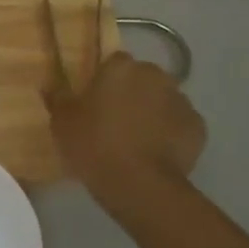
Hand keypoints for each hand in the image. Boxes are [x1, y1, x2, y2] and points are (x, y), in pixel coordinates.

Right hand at [46, 51, 206, 197]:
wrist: (140, 184)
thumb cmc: (94, 146)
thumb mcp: (62, 122)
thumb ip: (57, 97)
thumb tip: (49, 82)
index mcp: (121, 67)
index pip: (113, 63)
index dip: (104, 81)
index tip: (95, 102)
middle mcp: (155, 75)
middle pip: (141, 79)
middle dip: (131, 94)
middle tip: (114, 122)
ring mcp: (181, 100)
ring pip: (162, 100)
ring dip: (152, 112)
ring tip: (136, 141)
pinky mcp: (198, 126)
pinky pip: (179, 124)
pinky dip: (170, 133)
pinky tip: (155, 153)